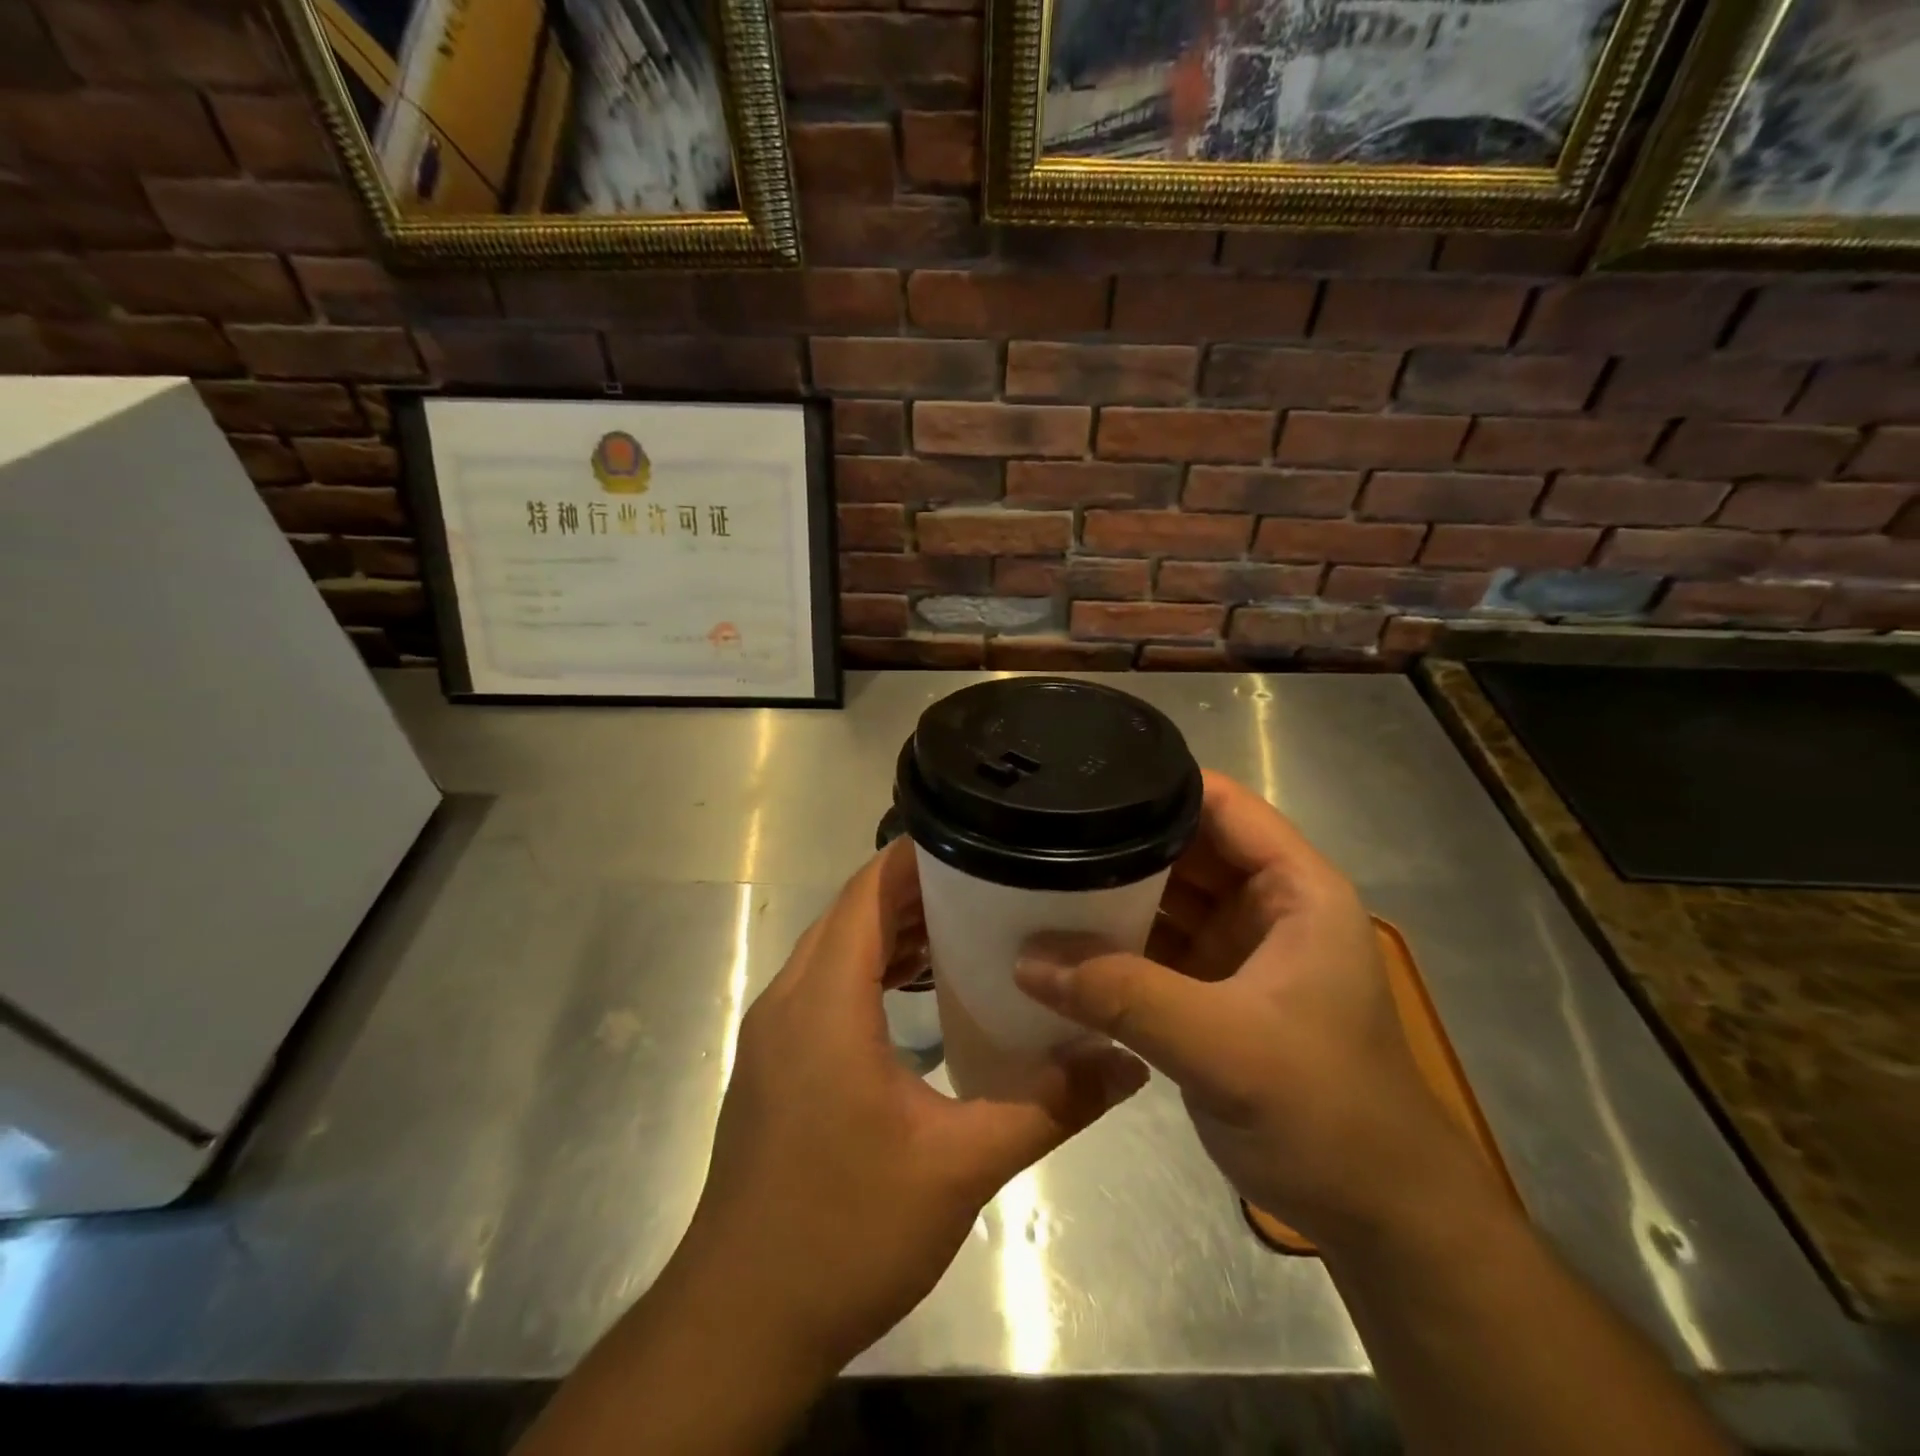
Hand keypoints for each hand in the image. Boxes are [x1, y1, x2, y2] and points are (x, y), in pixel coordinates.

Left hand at [676, 838, 1146, 1372]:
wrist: (742, 1321)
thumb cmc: (848, 1230)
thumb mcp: (961, 1165)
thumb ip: (1048, 1106)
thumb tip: (1127, 1063)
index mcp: (825, 1002)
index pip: (866, 892)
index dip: (915, 856)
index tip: (976, 841)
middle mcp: (789, 999)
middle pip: (851, 913)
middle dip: (914, 889)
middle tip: (988, 883)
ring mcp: (774, 1032)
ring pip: (834, 949)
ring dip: (890, 930)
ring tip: (963, 926)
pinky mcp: (774, 1063)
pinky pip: (824, 986)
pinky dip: (869, 970)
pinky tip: (916, 993)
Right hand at [1015, 770, 1475, 1247]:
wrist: (1373, 1214)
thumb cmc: (1325, 1111)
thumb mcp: (1223, 1046)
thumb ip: (1123, 996)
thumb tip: (1025, 959)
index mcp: (1295, 889)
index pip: (1223, 805)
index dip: (1159, 784)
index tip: (1083, 781)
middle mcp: (1265, 905)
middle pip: (1183, 846)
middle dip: (1119, 839)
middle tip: (1039, 829)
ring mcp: (1236, 948)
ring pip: (1163, 896)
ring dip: (1110, 891)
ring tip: (1035, 871)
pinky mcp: (1212, 989)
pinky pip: (1153, 945)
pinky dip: (1113, 942)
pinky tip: (1060, 938)